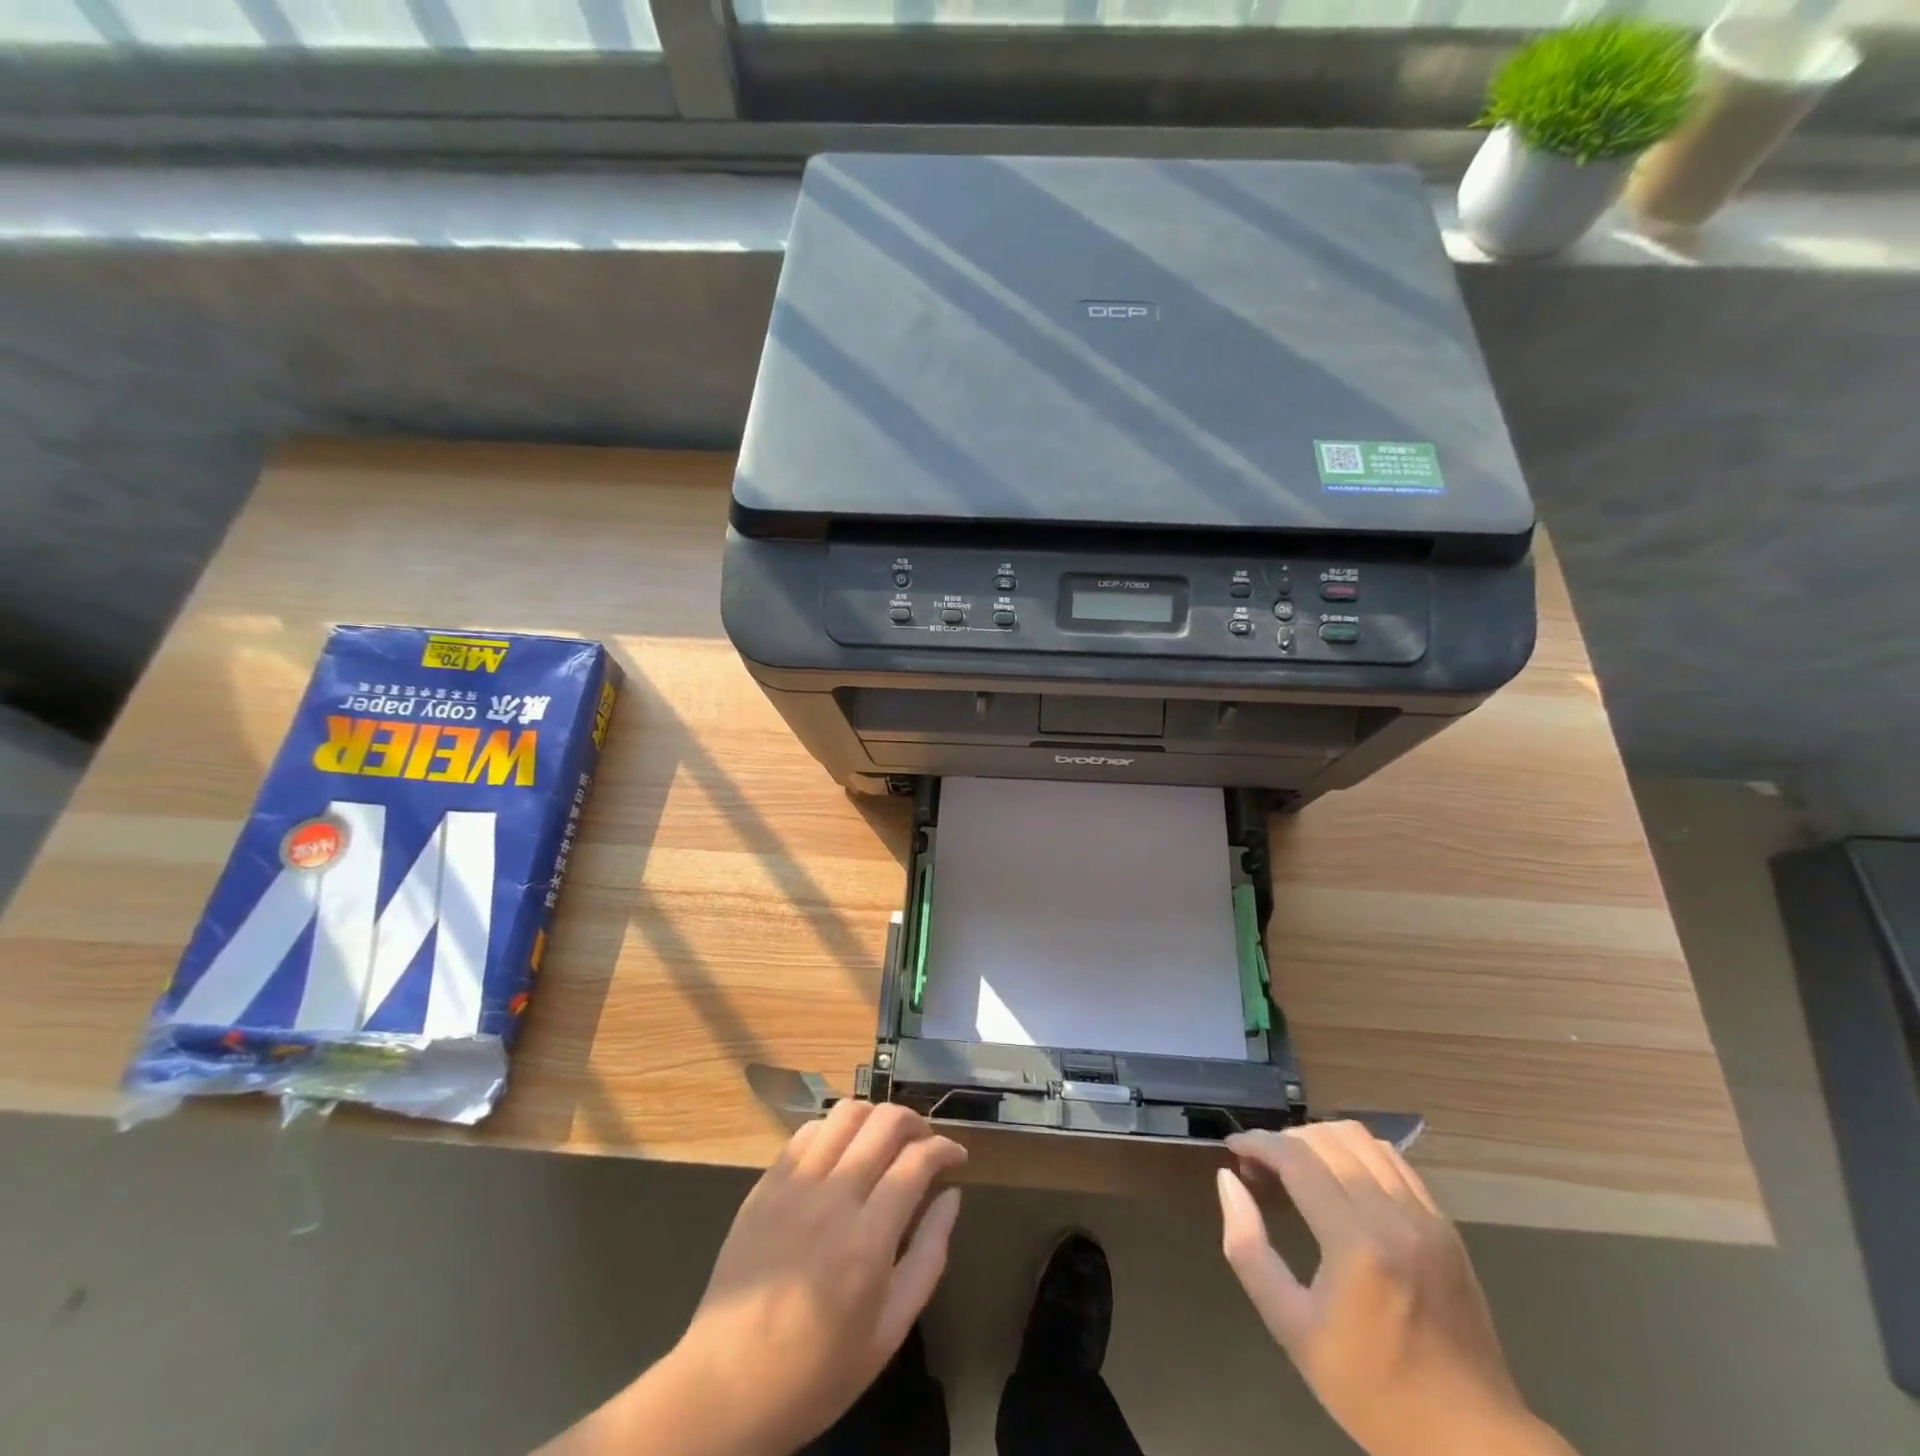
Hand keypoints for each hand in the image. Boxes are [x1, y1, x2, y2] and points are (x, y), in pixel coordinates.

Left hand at [676, 1101, 966, 1453]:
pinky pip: (807, 1131)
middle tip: (925, 1144)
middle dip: (916, 1122)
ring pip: (846, 1113)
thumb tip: (952, 1197)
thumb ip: (928, 1257)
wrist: (725, 1386)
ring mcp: (794, 1184)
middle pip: (885, 1122)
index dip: (945, 1148)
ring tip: (885, 1140)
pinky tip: (842, 1152)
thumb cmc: (816, 1372)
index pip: (917, 1160)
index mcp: (868, 1238)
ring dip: (876, 1116)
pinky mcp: (766, 1183)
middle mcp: (832, 1196)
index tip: (957, 1156)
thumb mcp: (888, 1332)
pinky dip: (835, 1128)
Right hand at [1216, 1122, 1572, 1455]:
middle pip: (1327, 1139)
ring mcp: (1427, 1219)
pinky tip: (1340, 1179)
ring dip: (1320, 1139)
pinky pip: (1393, 1161)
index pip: (1297, 1159)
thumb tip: (1228, 1180)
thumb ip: (1248, 1249)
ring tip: (1297, 1167)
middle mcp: (1394, 1218)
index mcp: (1356, 1245)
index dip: (1258, 1143)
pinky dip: (1357, 1153)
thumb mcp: (1292, 1329)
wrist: (1472, 1443)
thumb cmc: (1372, 1392)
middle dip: (1284, 1139)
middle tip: (1260, 1165)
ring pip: (1362, 1139)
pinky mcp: (1446, 1226)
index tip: (1233, 1148)